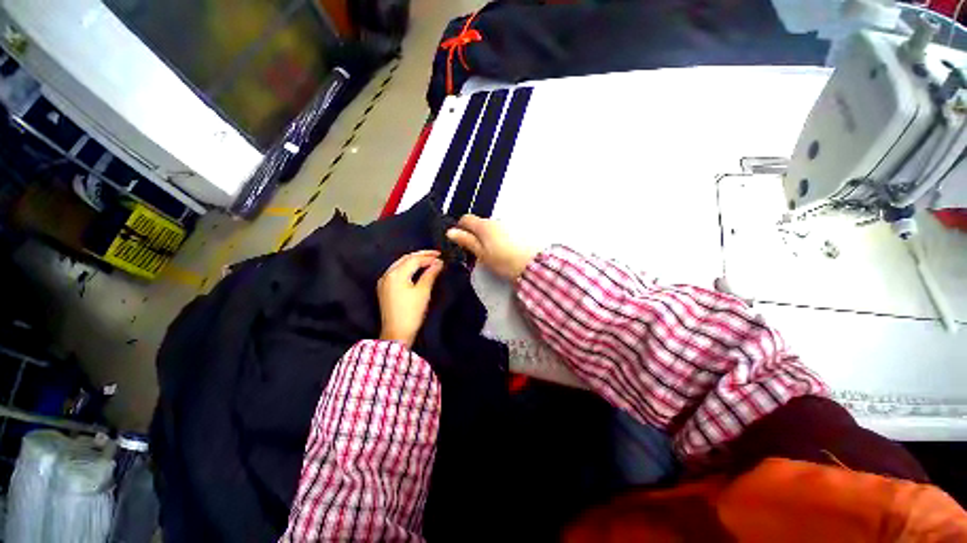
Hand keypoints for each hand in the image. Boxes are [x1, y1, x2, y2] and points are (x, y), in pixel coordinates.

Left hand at [377, 250, 443, 346]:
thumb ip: (430, 274)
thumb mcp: (423, 292)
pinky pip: (396, 271)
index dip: (428, 257)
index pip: (414, 259)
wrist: (396, 333)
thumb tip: (438, 263)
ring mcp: (384, 281)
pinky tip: (415, 269)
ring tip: (428, 260)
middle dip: (421, 255)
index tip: (441, 258)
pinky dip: (407, 267)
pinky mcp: (384, 288)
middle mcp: (387, 274)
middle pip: (405, 259)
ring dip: (414, 260)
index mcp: (396, 274)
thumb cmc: (412, 312)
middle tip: (436, 255)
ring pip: (400, 264)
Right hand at [446, 215, 536, 279]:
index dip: (460, 228)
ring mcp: (508, 224)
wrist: (532, 265)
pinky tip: (505, 251)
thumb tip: (451, 232)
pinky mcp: (519, 230)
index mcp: (484, 226)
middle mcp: (496, 221)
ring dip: (489, 237)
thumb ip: (467, 241)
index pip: (466, 219)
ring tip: (493, 254)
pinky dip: (500, 238)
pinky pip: (504, 231)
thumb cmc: (504, 261)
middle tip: (476, 252)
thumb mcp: (481, 254)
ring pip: (492, 228)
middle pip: (480, 224)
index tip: (460, 239)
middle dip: (475, 234)